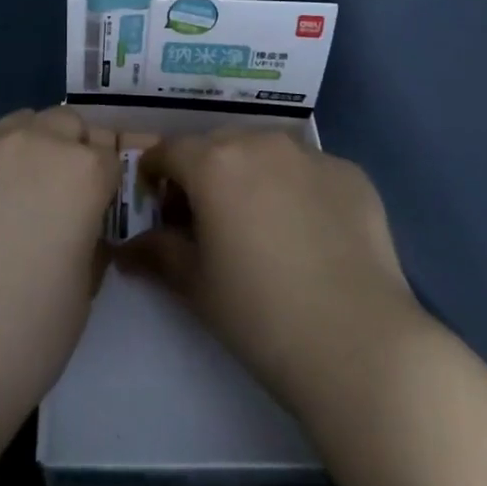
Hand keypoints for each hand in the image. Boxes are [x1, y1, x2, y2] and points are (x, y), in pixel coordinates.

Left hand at [0, 107, 119, 419]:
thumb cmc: (27, 332)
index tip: (106, 208)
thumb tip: (81, 229)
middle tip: (71, 197)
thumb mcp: (83, 289)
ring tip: (30, 193)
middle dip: (77, 150)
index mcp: (82, 171)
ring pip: (26, 123)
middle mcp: (37, 144)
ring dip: (38, 145)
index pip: (111, 154)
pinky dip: (2, 164)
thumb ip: (90, 241)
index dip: (111, 182)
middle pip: (69, 125)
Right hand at [120, 128, 427, 416]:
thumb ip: (158, 253)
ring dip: (252, 173)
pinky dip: (298, 188)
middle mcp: (260, 142)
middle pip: (218, 144)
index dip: (156, 173)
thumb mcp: (196, 286)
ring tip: (261, 221)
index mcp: (214, 163)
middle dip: (204, 171)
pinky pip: (310, 170)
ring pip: (266, 151)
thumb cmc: (260, 315)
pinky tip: (310, 233)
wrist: (359, 343)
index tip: (156, 200)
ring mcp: (311, 154)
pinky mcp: (350, 172)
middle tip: (207, 217)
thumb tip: (127, 248)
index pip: (169, 151)